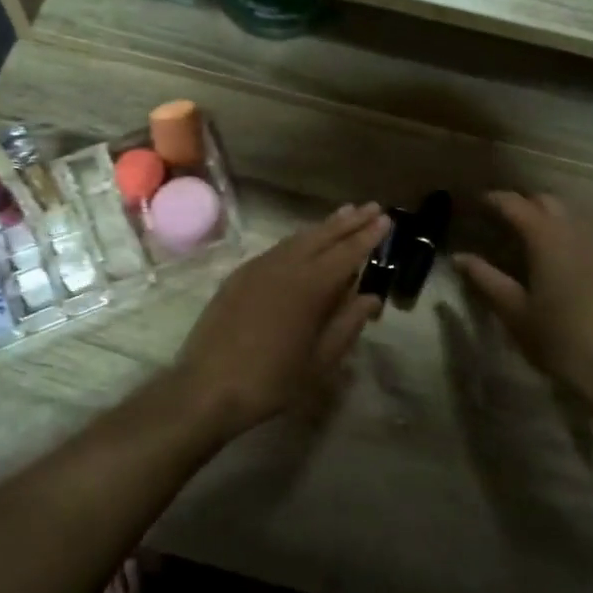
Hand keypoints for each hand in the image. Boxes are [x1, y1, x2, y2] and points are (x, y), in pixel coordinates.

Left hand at [173, 204, 389, 437]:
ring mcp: (258, 268)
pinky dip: (298, 240)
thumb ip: (347, 324)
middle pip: (323, 237)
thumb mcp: (319, 361)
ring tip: (345, 214)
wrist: (207, 386)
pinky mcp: (239, 275)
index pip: (347, 253)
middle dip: (349, 222)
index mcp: (310, 287)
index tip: (386, 219)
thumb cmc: (271, 381)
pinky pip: (277, 249)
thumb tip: (371, 296)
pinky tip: (304, 242)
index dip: (368, 236)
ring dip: (324, 226)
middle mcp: (285, 267)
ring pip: (298, 239)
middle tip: (373, 207)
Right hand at [455, 192, 592, 423]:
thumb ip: (484, 278)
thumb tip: (458, 257)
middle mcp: (575, 233)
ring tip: (524, 235)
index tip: (474, 204)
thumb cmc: (556, 339)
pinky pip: (584, 231)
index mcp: (547, 239)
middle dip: (521, 203)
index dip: (493, 200)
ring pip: (569, 214)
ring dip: (545, 215)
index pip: (516, 205)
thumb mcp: (512, 310)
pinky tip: (553, 255)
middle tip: (497, 220)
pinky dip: (564, 230)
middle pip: (546, 201)